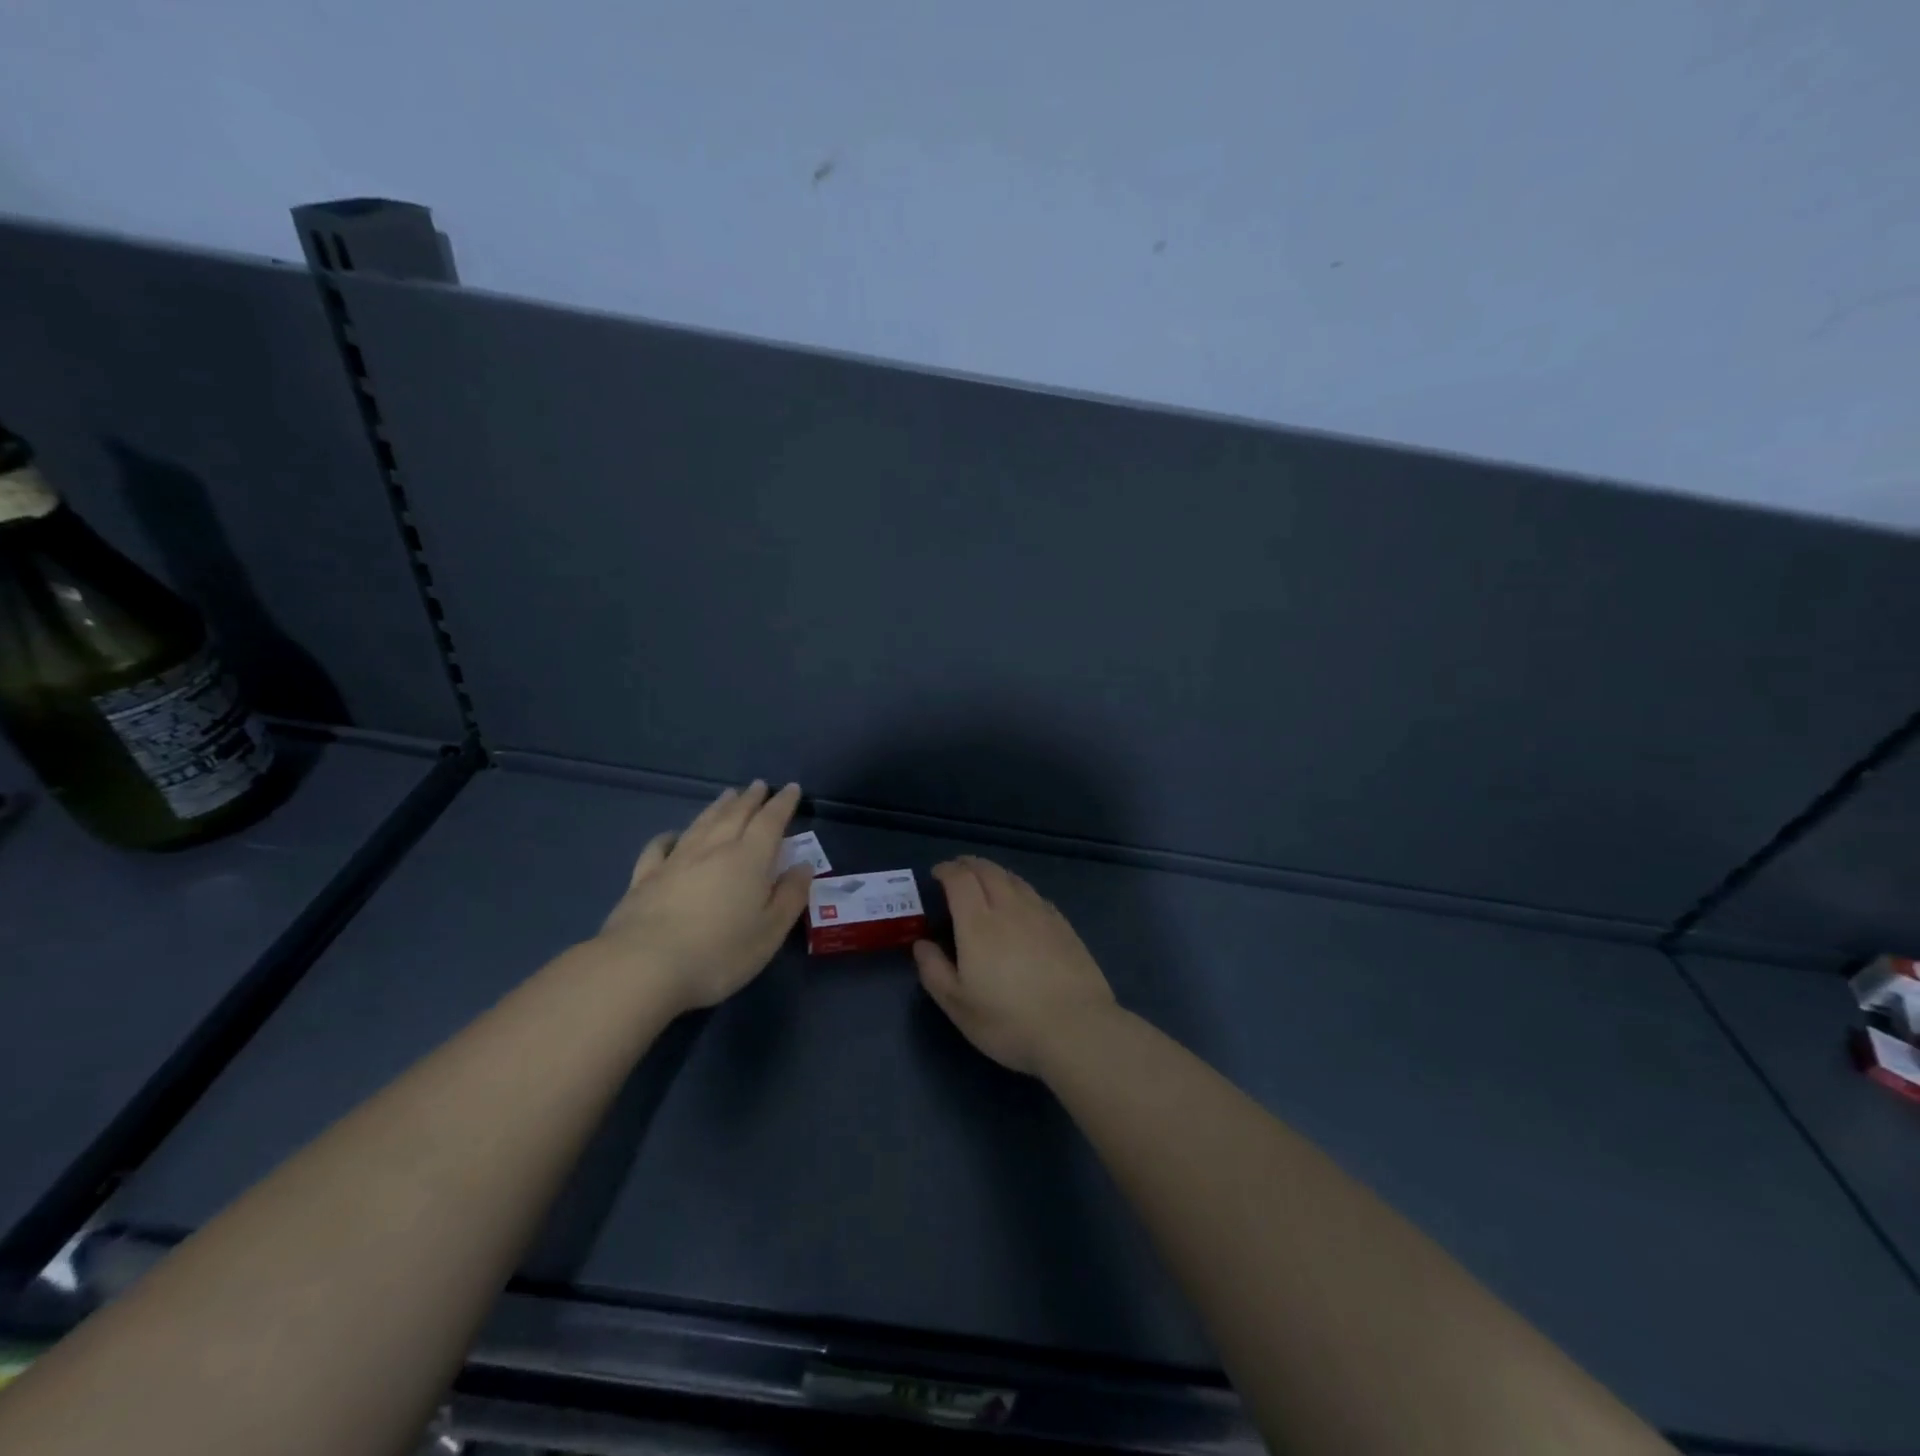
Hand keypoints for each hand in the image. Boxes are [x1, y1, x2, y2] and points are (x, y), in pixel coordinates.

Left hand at [591, 781, 812, 1013]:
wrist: (643, 968)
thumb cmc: (719, 953)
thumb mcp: (770, 932)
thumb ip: (790, 896)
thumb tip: (802, 866)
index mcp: (749, 859)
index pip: (770, 821)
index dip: (783, 803)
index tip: (791, 788)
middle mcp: (713, 849)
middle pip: (735, 815)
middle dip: (750, 799)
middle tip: (759, 785)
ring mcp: (675, 861)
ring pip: (701, 824)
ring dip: (717, 807)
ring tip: (727, 795)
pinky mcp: (644, 879)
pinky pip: (658, 848)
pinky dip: (668, 837)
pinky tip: (671, 836)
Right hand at [912, 855, 1117, 1074]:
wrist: (1076, 1028)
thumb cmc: (1009, 1021)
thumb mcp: (958, 1006)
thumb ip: (934, 971)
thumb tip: (921, 944)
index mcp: (978, 923)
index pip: (959, 879)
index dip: (946, 870)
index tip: (936, 873)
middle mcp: (1009, 908)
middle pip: (988, 871)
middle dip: (969, 865)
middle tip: (957, 871)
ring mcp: (1041, 914)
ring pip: (1014, 879)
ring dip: (994, 873)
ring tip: (986, 881)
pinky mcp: (1064, 926)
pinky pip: (1035, 894)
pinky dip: (1019, 889)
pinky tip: (1021, 904)